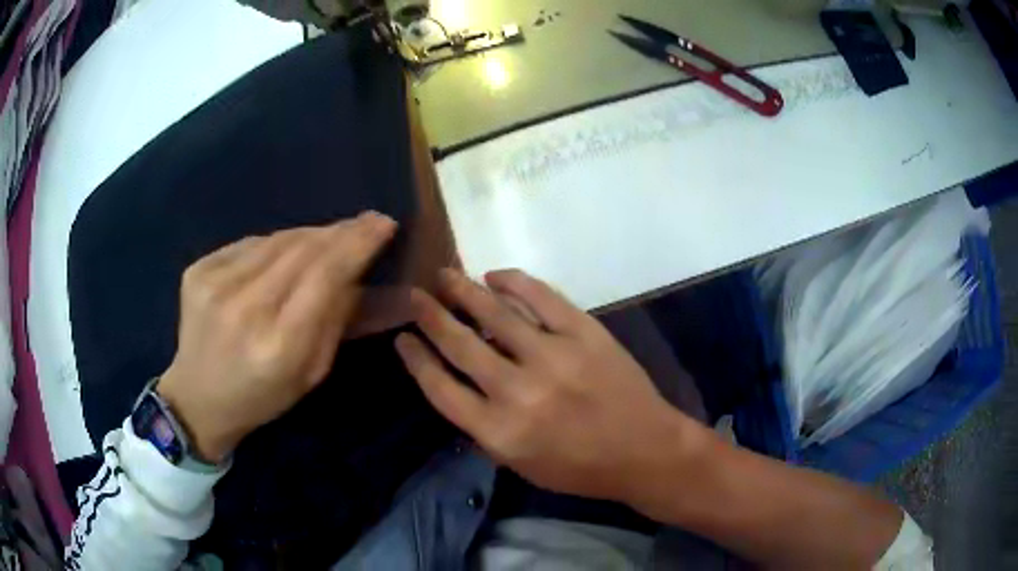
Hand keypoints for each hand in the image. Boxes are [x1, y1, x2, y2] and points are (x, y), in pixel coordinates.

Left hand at [157, 212, 396, 462]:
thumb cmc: (262, 396)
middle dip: (341, 231)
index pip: (326, 275)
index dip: (357, 244)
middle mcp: (244, 307)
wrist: (197, 398)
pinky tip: (286, 251)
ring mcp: (215, 283)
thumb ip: (335, 320)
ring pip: (277, 239)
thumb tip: (356, 272)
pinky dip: (276, 243)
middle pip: (303, 250)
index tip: (383, 224)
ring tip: (331, 237)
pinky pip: (251, 242)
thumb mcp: (311, 374)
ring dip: (311, 234)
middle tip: (367, 221)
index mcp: (279, 344)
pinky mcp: (198, 269)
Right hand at [395, 269, 708, 506]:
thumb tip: (459, 389)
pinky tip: (495, 276)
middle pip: (459, 343)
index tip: (402, 338)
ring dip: (463, 290)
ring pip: (494, 313)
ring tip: (445, 275)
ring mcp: (552, 355)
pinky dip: (514, 282)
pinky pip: (541, 297)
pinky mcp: (583, 332)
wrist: (643, 449)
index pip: (440, 387)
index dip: (415, 358)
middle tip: (414, 295)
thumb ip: (483, 431)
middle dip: (429, 315)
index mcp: (498, 431)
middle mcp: (517, 390)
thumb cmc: (579, 468)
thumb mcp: (520, 466)